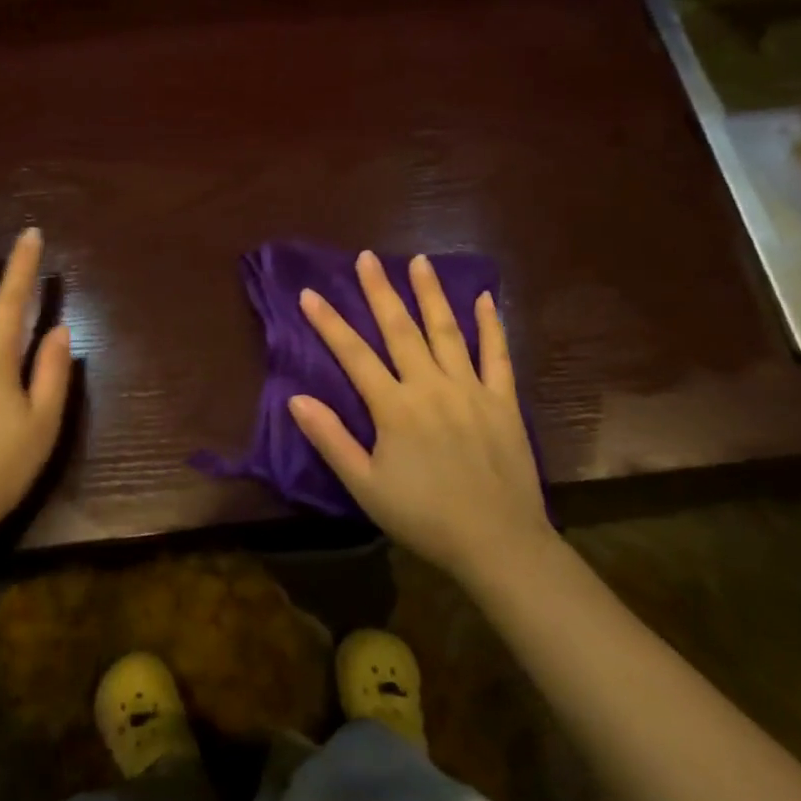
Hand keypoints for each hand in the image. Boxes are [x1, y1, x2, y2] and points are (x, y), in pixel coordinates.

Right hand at [289, 250, 555, 585]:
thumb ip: (331, 439)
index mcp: (394, 407)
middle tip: (367, 257)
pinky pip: (497, 355)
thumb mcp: (365, 486)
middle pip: (400, 330)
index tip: (309, 293)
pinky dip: (490, 325)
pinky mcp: (503, 401)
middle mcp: (431, 386)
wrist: (498, 543)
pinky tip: (484, 298)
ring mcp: (471, 389)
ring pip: (447, 331)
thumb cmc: (424, 517)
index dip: (329, 323)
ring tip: (419, 261)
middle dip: (380, 291)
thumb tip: (297, 398)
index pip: (354, 355)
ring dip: (430, 294)